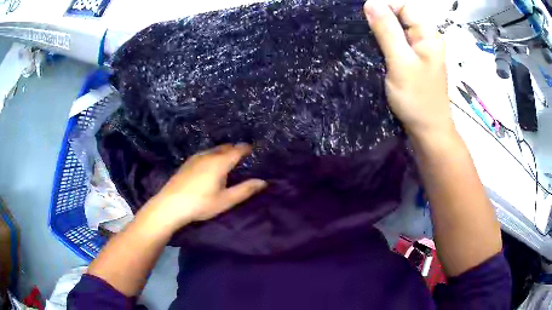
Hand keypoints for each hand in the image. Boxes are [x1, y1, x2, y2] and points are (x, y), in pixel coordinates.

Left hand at [145, 144, 266, 229]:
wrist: (170, 204)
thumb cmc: (201, 204)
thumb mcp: (226, 200)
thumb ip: (245, 190)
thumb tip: (263, 182)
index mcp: (220, 162)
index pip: (237, 150)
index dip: (246, 148)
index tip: (252, 148)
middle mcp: (208, 155)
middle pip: (225, 147)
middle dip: (235, 149)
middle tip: (242, 156)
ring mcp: (195, 158)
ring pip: (213, 150)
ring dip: (223, 152)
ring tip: (227, 160)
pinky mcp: (187, 163)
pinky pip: (204, 154)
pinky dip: (212, 155)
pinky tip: (209, 165)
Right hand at [363, 0, 452, 137]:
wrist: (427, 131)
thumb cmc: (417, 98)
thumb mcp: (400, 61)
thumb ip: (386, 30)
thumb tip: (370, 2)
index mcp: (428, 35)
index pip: (404, 6)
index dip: (384, 7)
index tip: (366, 19)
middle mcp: (425, 39)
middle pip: (400, 17)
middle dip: (380, 21)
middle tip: (364, 33)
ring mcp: (419, 52)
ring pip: (396, 32)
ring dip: (380, 33)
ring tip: (366, 42)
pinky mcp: (412, 63)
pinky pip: (396, 45)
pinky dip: (384, 45)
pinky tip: (374, 51)